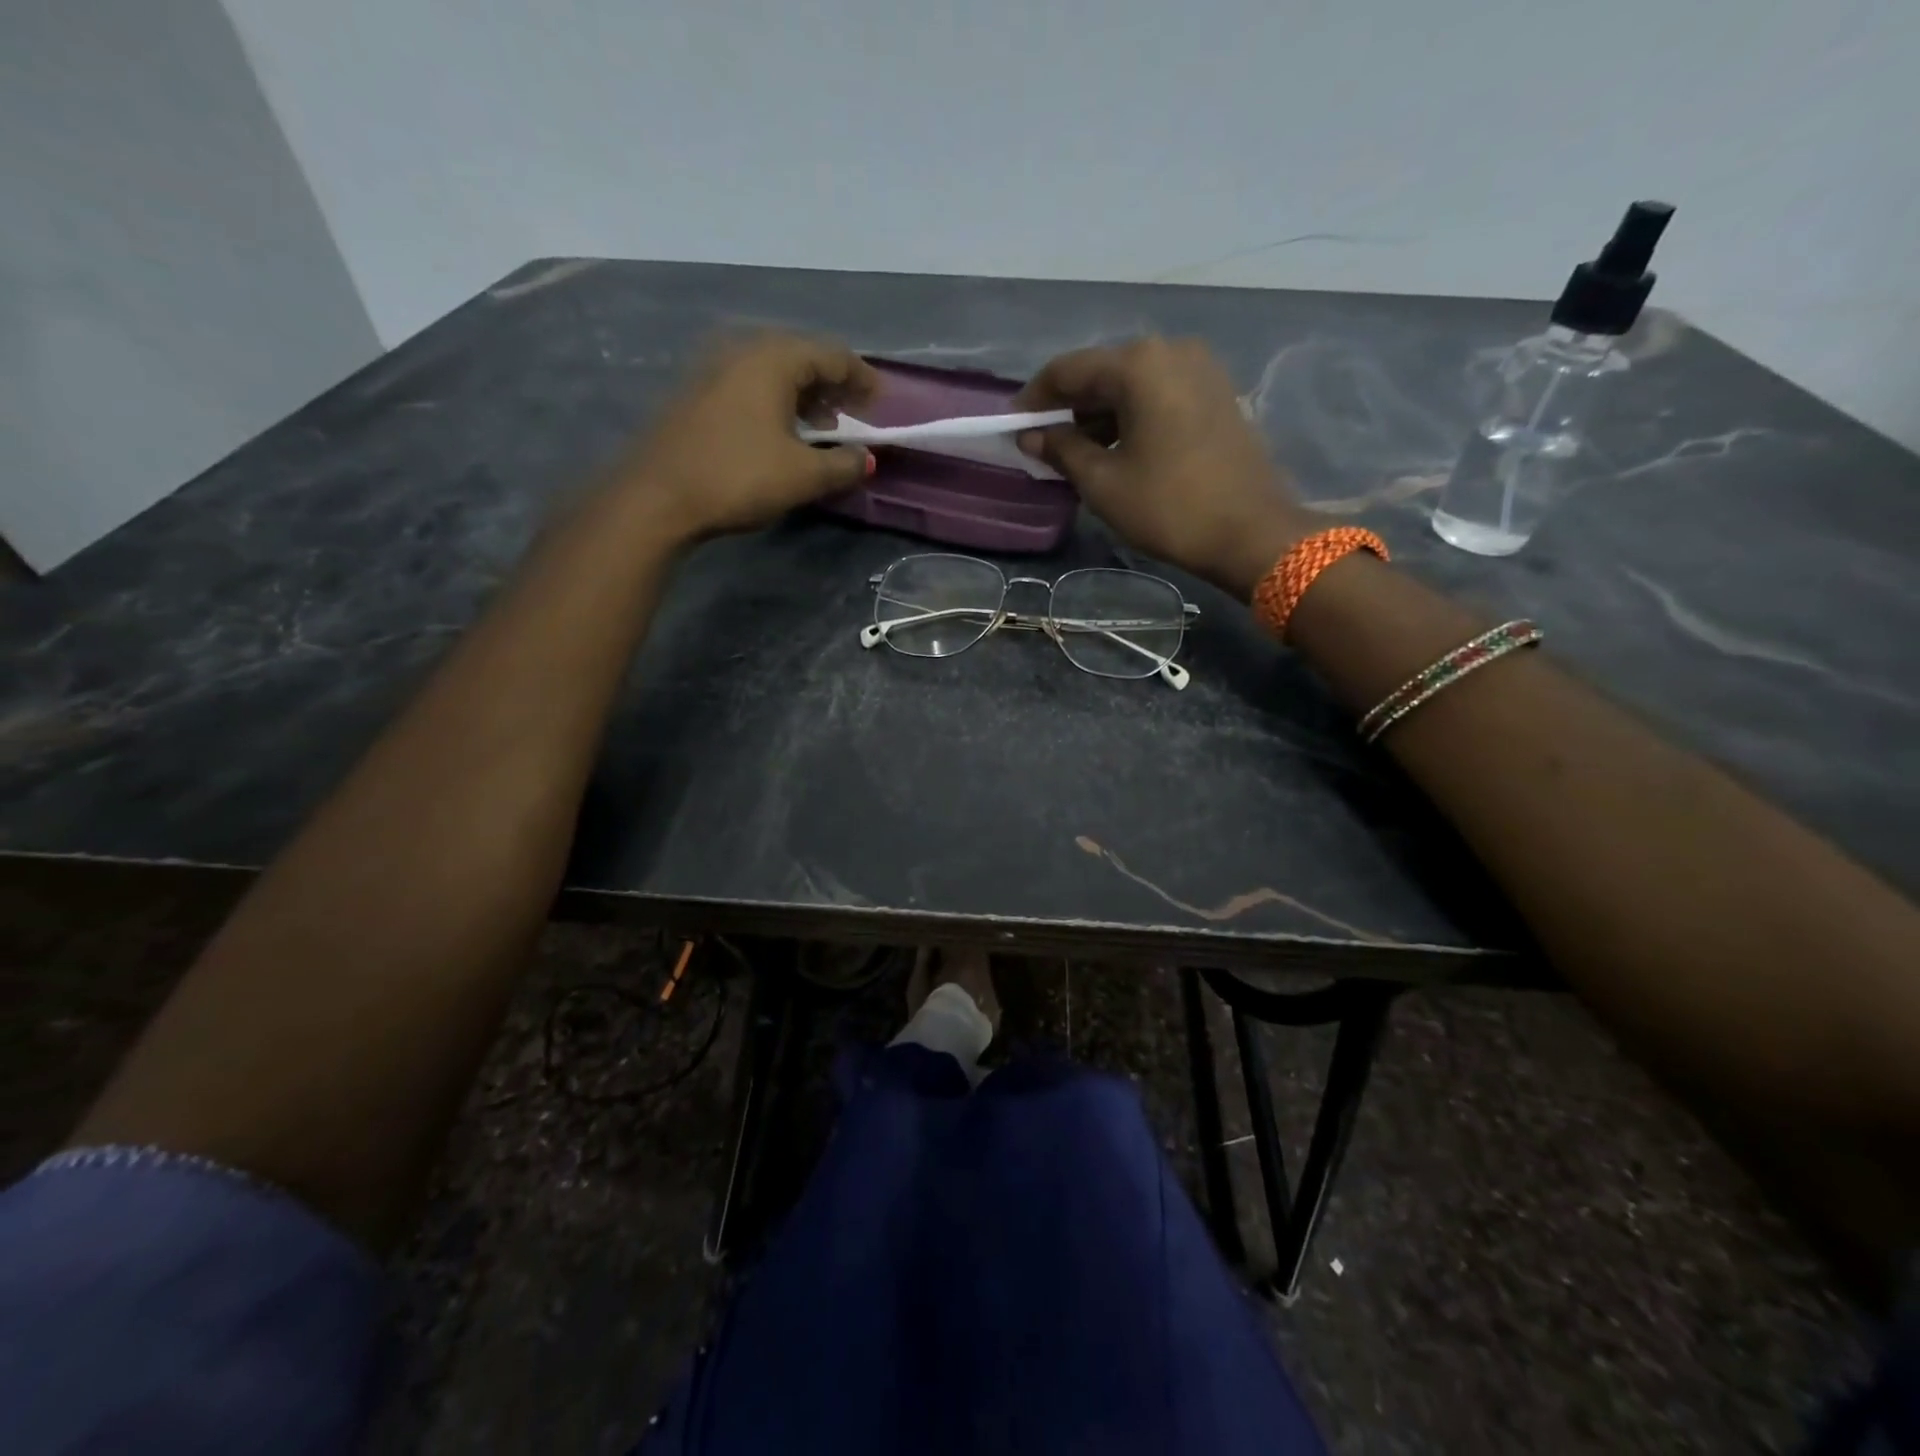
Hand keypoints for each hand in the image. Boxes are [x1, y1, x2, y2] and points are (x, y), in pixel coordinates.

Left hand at [621, 333, 879, 541]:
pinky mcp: (697, 393)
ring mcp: (714, 369)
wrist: (658, 495)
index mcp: (774, 359)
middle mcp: (743, 350)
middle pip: (801, 357)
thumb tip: (867, 459)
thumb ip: (844, 464)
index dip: (862, 379)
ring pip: (773, 372)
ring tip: (821, 430)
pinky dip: (776, 403)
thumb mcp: (804, 476)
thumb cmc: (739, 477)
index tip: (881, 403)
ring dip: (804, 397)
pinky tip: (781, 434)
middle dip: (832, 386)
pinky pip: (750, 386)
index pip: (832, 355)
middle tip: (853, 416)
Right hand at [1014, 338, 1318, 597]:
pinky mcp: (1217, 393)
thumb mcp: (1103, 482)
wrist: (1251, 533)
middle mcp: (1170, 351)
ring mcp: (1200, 369)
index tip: (1012, 427)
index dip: (1034, 399)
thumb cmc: (1169, 507)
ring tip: (1074, 453)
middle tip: (1041, 444)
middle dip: (1068, 407)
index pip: (1068, 370)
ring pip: (1131, 384)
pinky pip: (1158, 395)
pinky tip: (1115, 448)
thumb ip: (1062, 450)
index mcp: (1139, 364)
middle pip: (1102, 372)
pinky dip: (1130, 416)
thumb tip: (1030, 436)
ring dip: (1099, 415)